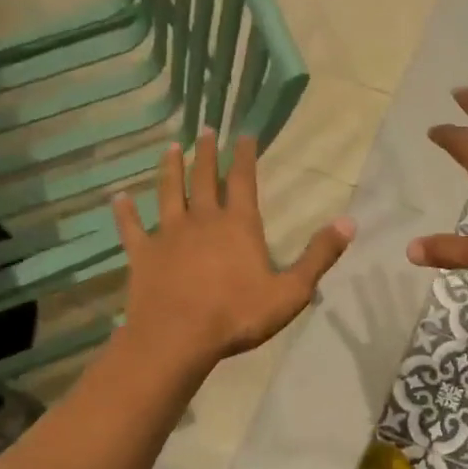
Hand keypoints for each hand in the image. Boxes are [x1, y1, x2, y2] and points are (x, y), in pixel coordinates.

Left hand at [113, 131, 353, 370]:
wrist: (178, 338)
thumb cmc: (238, 315)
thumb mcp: (291, 291)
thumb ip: (319, 256)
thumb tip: (349, 222)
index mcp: (239, 225)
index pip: (244, 180)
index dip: (245, 156)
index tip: (243, 133)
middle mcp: (202, 220)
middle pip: (203, 179)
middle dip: (206, 153)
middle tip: (204, 130)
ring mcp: (168, 235)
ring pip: (168, 193)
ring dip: (170, 169)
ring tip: (171, 148)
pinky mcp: (142, 254)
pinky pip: (131, 227)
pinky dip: (125, 211)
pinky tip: (118, 197)